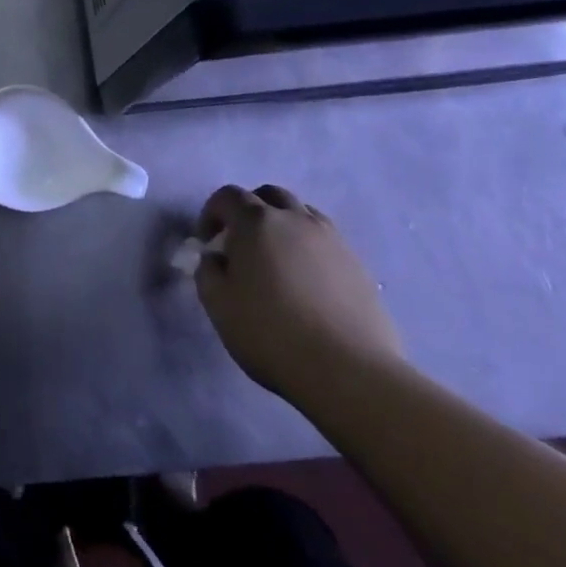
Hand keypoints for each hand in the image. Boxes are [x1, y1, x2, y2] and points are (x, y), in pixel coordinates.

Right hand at [193, 184, 404, 407]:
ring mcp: (332, 240)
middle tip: (241, 243)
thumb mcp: (218, 303)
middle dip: (249, 210)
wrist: (349, 371)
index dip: (211, 213)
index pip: (228, 196)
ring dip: (282, 225)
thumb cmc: (271, 333)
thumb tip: (217, 258)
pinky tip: (305, 282)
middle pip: (269, 195)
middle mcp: (296, 220)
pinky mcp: (358, 266)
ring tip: (276, 261)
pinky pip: (326, 241)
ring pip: (302, 214)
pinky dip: (309, 248)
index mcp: (256, 222)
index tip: (208, 243)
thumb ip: (208, 270)